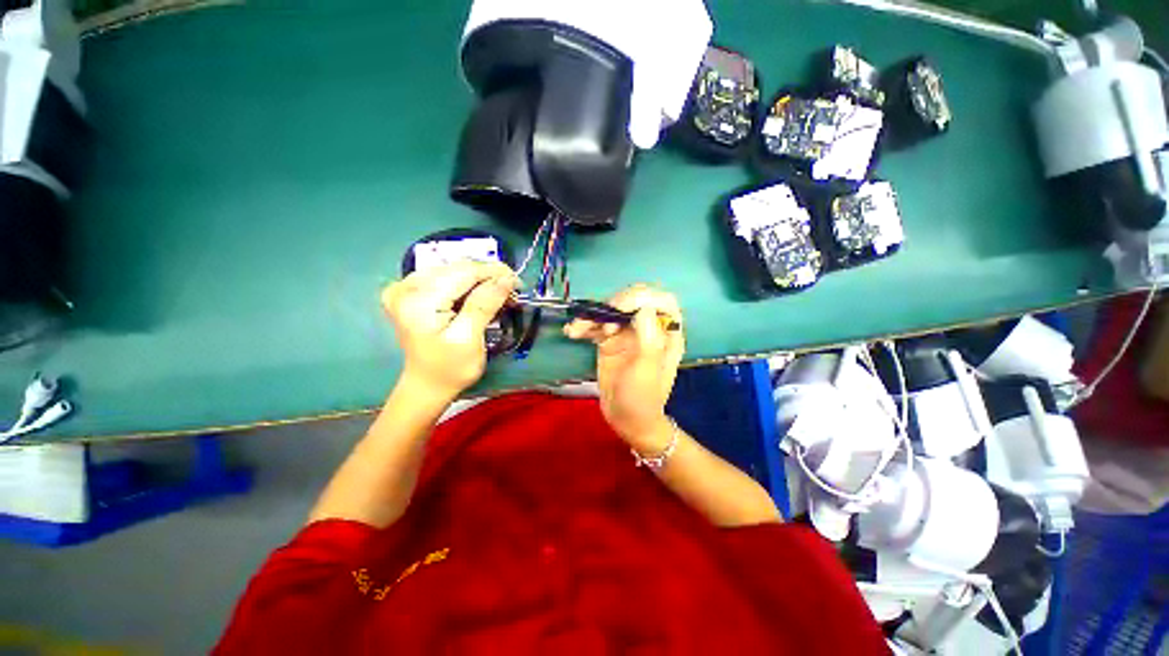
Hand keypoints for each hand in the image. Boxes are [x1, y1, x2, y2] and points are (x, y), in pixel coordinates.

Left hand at [382, 260, 517, 398]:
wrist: (427, 385)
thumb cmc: (451, 369)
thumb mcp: (469, 339)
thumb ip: (484, 304)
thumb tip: (506, 278)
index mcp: (418, 300)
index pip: (463, 272)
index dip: (494, 272)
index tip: (518, 282)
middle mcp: (405, 287)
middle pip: (457, 268)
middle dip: (488, 277)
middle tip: (512, 292)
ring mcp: (404, 287)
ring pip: (454, 270)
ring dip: (479, 280)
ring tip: (498, 295)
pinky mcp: (409, 292)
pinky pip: (445, 278)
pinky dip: (466, 285)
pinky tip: (477, 297)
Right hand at [564, 285, 684, 446]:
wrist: (626, 419)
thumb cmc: (642, 397)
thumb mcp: (647, 369)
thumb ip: (648, 337)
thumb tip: (643, 307)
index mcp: (666, 333)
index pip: (662, 301)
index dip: (643, 297)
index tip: (621, 308)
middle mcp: (648, 328)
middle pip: (634, 300)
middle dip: (614, 304)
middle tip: (600, 320)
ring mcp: (627, 333)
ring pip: (612, 311)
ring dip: (594, 315)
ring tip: (578, 329)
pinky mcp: (610, 341)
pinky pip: (597, 325)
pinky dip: (584, 326)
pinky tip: (572, 332)